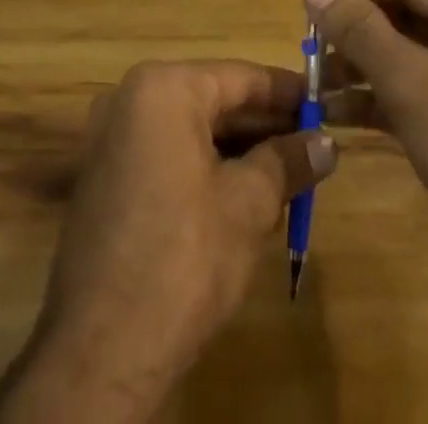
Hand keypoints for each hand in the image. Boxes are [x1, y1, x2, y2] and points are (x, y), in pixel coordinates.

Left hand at [0, 59, 336, 422]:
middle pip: (214, 100)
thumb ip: (288, 162)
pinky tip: (245, 194)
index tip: (326, 104)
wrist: (101, 351)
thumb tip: (326, 144)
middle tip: (313, 142)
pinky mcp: (106, 178)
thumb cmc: (183, 258)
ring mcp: (112, 139)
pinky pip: (168, 153)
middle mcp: (130, 99)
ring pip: (192, 129)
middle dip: (265, 124)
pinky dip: (206, 165)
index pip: (240, 77)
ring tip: (290, 171)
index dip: (288, 92)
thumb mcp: (249, 205)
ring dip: (239, 149)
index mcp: (164, 88)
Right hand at [307, 0, 427, 421]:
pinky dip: (375, 101)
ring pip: (405, 57)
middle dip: (355, 26)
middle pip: (405, 15)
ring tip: (310, 76)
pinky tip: (333, 113)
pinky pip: (411, 96)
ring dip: (359, 66)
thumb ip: (361, 30)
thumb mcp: (415, 86)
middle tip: (302, 34)